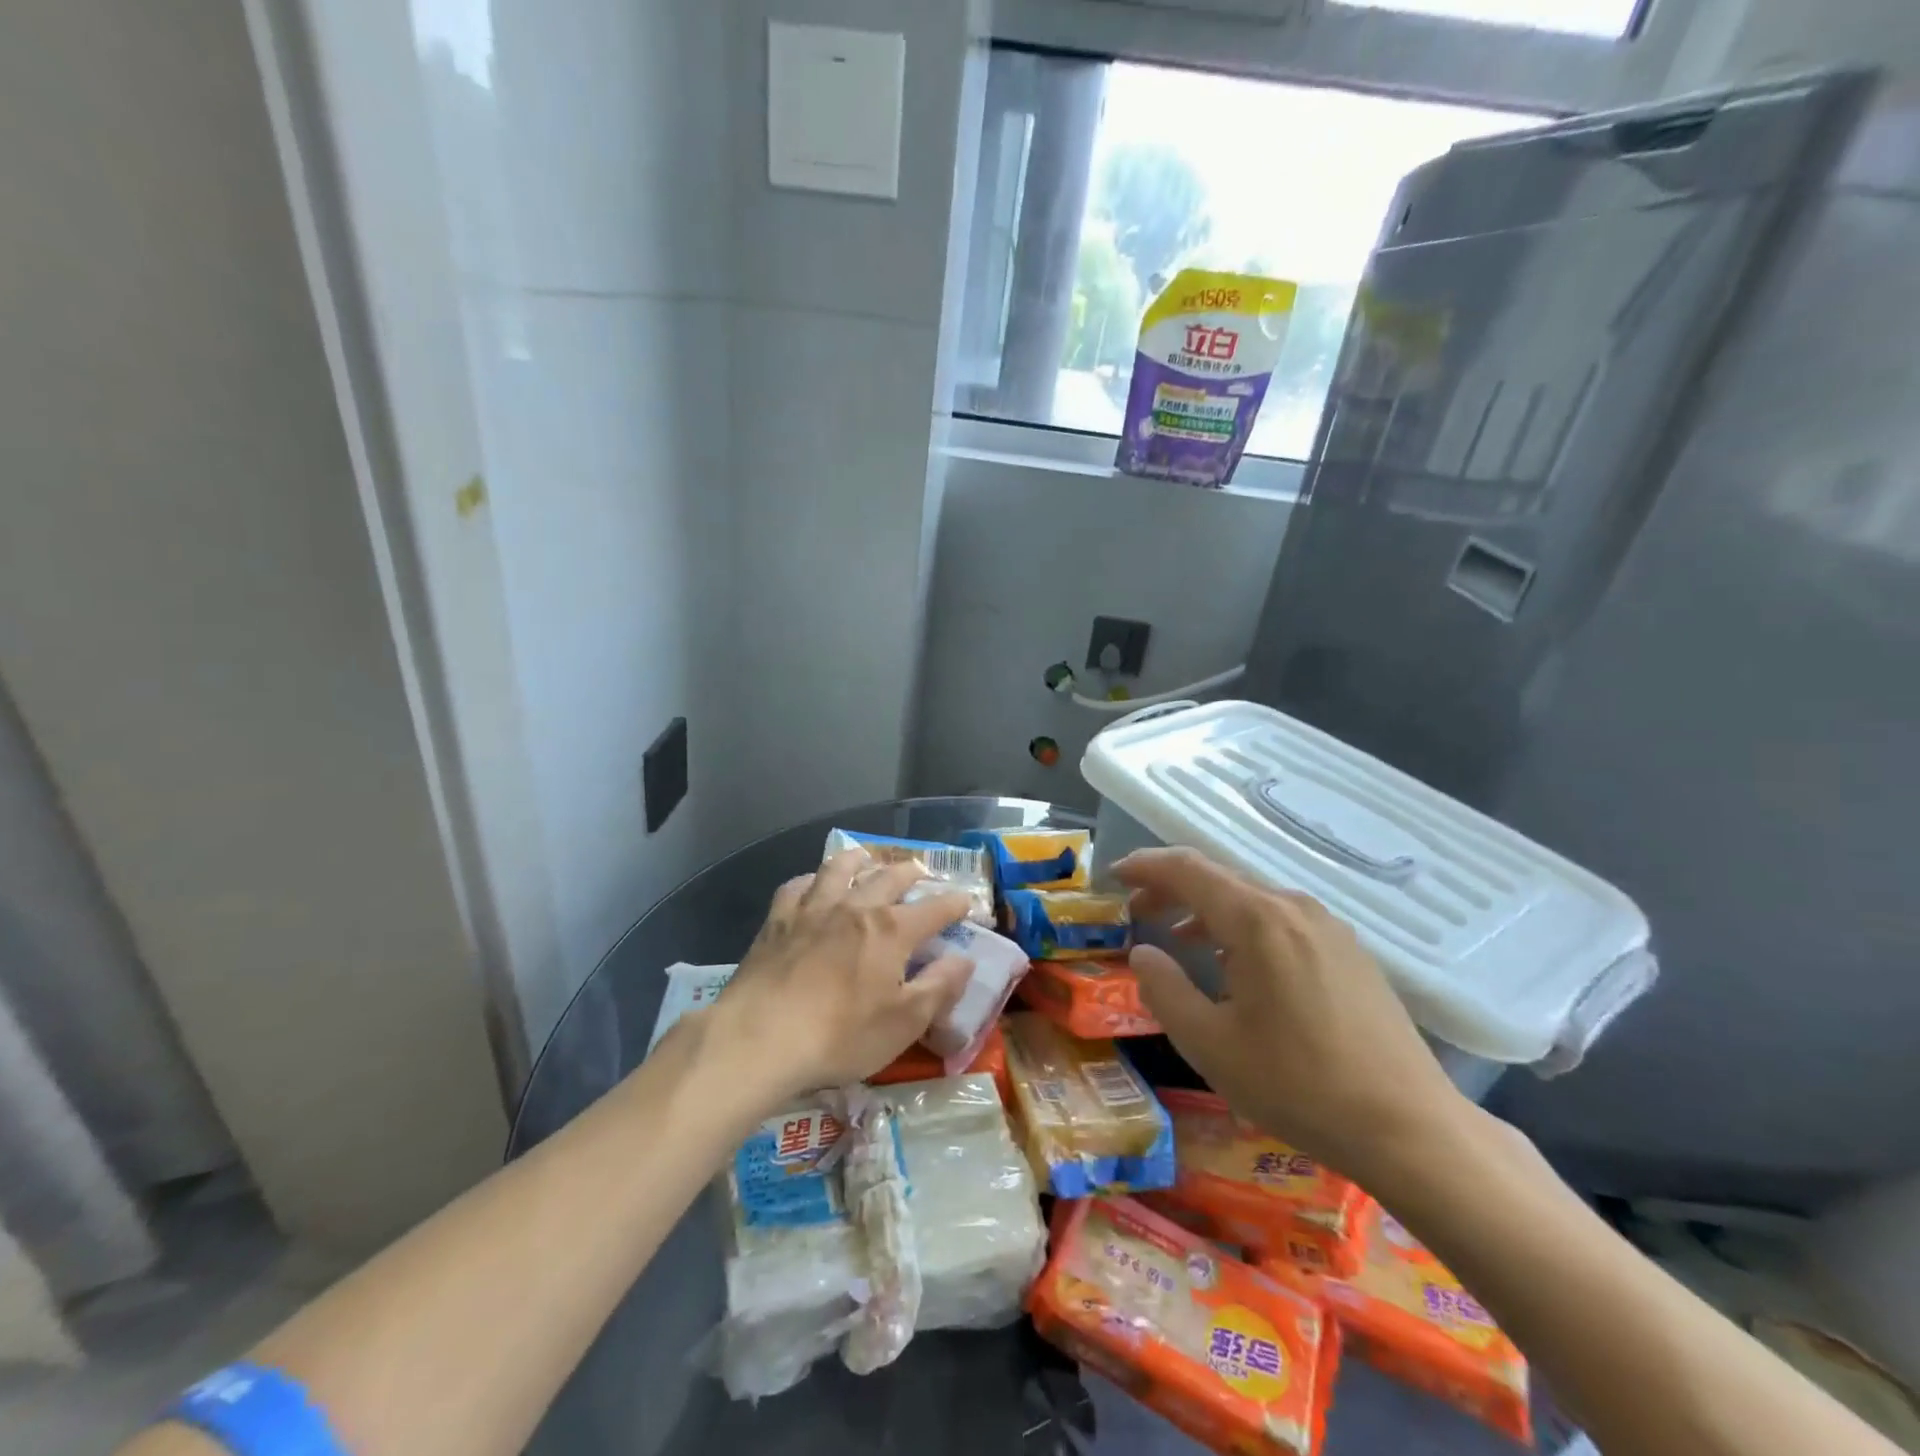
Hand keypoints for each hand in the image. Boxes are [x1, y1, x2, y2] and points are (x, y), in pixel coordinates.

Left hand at [705, 851, 974, 1105]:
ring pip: (840, 869)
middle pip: (889, 877)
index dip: (955, 904)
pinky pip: (798, 886)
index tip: (967, 902)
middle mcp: (856, 907)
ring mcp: (813, 908)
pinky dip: (811, 879)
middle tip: (920, 871)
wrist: (760, 1038)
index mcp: (891, 930)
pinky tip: (811, 885)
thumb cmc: (840, 1035)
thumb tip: (965, 959)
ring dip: (859, 860)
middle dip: (910, 872)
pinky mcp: (778, 920)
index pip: (935, 909)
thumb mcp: (904, 1022)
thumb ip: (939, 987)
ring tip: (866, 857)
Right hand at [1113, 848, 1470, 1186]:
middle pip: (1220, 878)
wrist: (1410, 1129)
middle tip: (1137, 911)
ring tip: (1178, 937)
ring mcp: (1328, 928)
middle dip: (1172, 888)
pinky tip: (1237, 964)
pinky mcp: (1349, 952)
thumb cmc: (1298, 1084)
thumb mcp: (1210, 1044)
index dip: (1146, 866)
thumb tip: (1144, 952)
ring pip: (1252, 899)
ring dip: (1207, 909)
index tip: (1115, 876)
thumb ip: (1165, 989)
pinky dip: (1242, 926)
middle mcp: (1294, 908)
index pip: (1188, 868)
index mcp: (1257, 920)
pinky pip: (1281, 920)